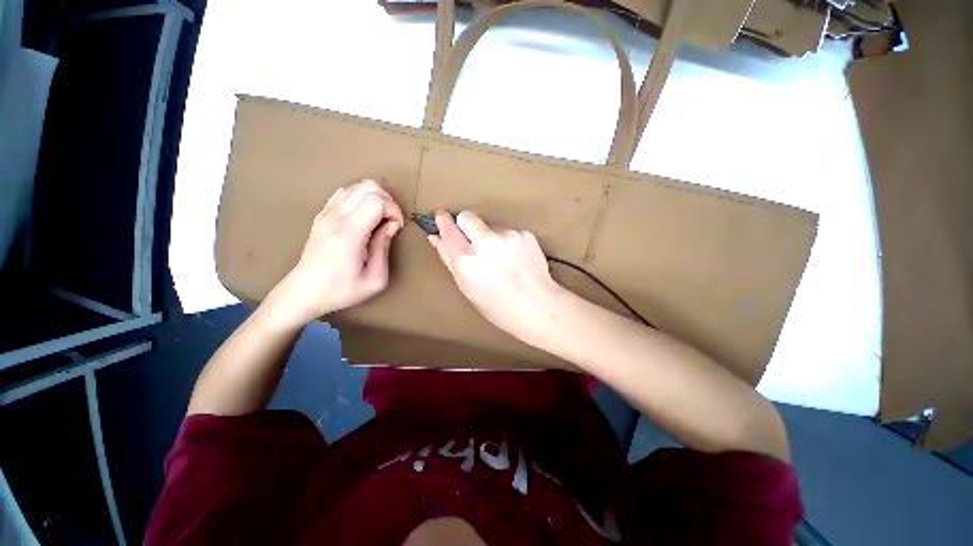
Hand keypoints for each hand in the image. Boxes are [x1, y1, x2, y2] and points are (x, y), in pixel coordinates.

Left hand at [267, 179, 403, 324]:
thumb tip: (391, 225)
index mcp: (350, 232)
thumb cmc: (341, 289)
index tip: (397, 227)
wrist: (304, 292)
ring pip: (357, 186)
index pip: (377, 201)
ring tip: (380, 219)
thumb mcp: (375, 278)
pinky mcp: (322, 215)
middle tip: (392, 221)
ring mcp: (326, 213)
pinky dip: (361, 199)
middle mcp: (336, 216)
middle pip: (368, 186)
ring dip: (375, 198)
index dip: (394, 210)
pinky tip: (364, 217)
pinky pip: (345, 193)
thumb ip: (384, 247)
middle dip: (388, 200)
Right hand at [427, 210, 564, 344]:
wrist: (539, 307)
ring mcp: (508, 235)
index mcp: (467, 260)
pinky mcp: (525, 234)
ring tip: (501, 260)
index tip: (441, 214)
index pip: (449, 230)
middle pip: (467, 216)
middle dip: (464, 223)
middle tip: (471, 240)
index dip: (443, 221)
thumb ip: (449, 259)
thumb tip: (435, 237)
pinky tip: (515, 259)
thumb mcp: (467, 288)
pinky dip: (507, 242)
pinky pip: (508, 232)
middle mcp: (486, 243)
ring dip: (490, 237)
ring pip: (490, 226)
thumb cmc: (498, 307)